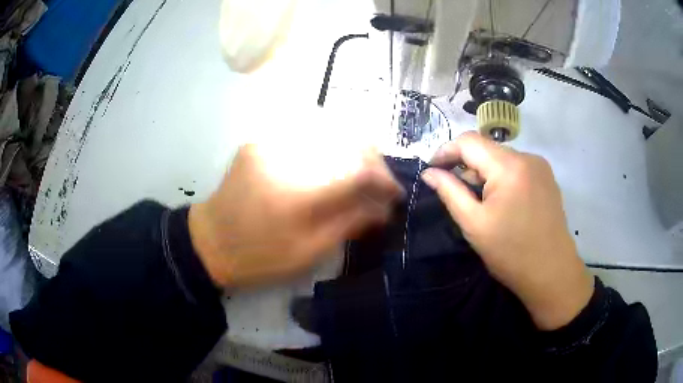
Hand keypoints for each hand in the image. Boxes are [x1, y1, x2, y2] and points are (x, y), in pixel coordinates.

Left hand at [188, 144, 403, 288]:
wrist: (209, 242)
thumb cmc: (259, 257)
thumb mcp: (309, 252)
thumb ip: (350, 223)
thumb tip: (384, 207)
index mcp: (298, 193)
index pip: (357, 170)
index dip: (384, 180)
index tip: (394, 195)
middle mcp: (286, 157)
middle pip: (347, 141)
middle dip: (373, 161)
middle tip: (379, 184)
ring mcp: (270, 143)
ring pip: (328, 131)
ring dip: (353, 151)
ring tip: (360, 175)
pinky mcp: (261, 141)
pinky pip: (306, 134)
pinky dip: (328, 147)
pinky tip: (332, 165)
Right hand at [421, 132, 592, 330]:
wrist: (552, 272)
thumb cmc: (511, 253)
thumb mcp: (474, 224)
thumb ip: (450, 192)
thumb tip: (429, 173)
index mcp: (509, 166)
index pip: (469, 141)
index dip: (446, 151)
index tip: (431, 169)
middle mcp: (527, 157)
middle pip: (487, 149)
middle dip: (466, 165)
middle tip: (455, 192)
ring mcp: (540, 166)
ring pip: (502, 158)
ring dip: (484, 173)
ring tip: (480, 202)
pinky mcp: (547, 178)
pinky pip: (516, 168)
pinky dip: (501, 178)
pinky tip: (501, 202)